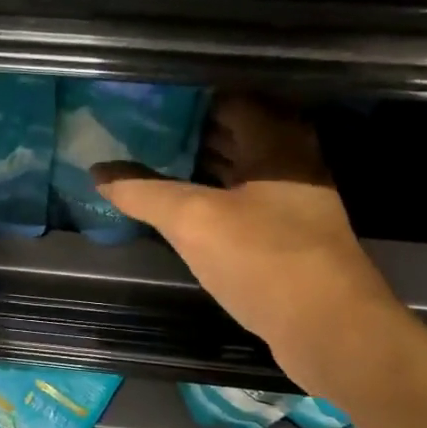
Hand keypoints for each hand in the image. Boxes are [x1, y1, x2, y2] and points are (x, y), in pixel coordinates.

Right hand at [94, 94, 400, 396]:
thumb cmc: (263, 260)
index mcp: (275, 139)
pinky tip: (179, 213)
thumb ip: (144, 192)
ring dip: (197, 170)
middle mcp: (289, 161)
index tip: (141, 104)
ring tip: (146, 169)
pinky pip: (241, 206)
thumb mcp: (194, 221)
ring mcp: (292, 202)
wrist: (328, 328)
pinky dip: (211, 203)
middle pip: (231, 134)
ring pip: (236, 172)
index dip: (182, 100)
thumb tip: (98, 172)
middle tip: (134, 136)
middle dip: (185, 135)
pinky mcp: (287, 238)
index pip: (224, 99)